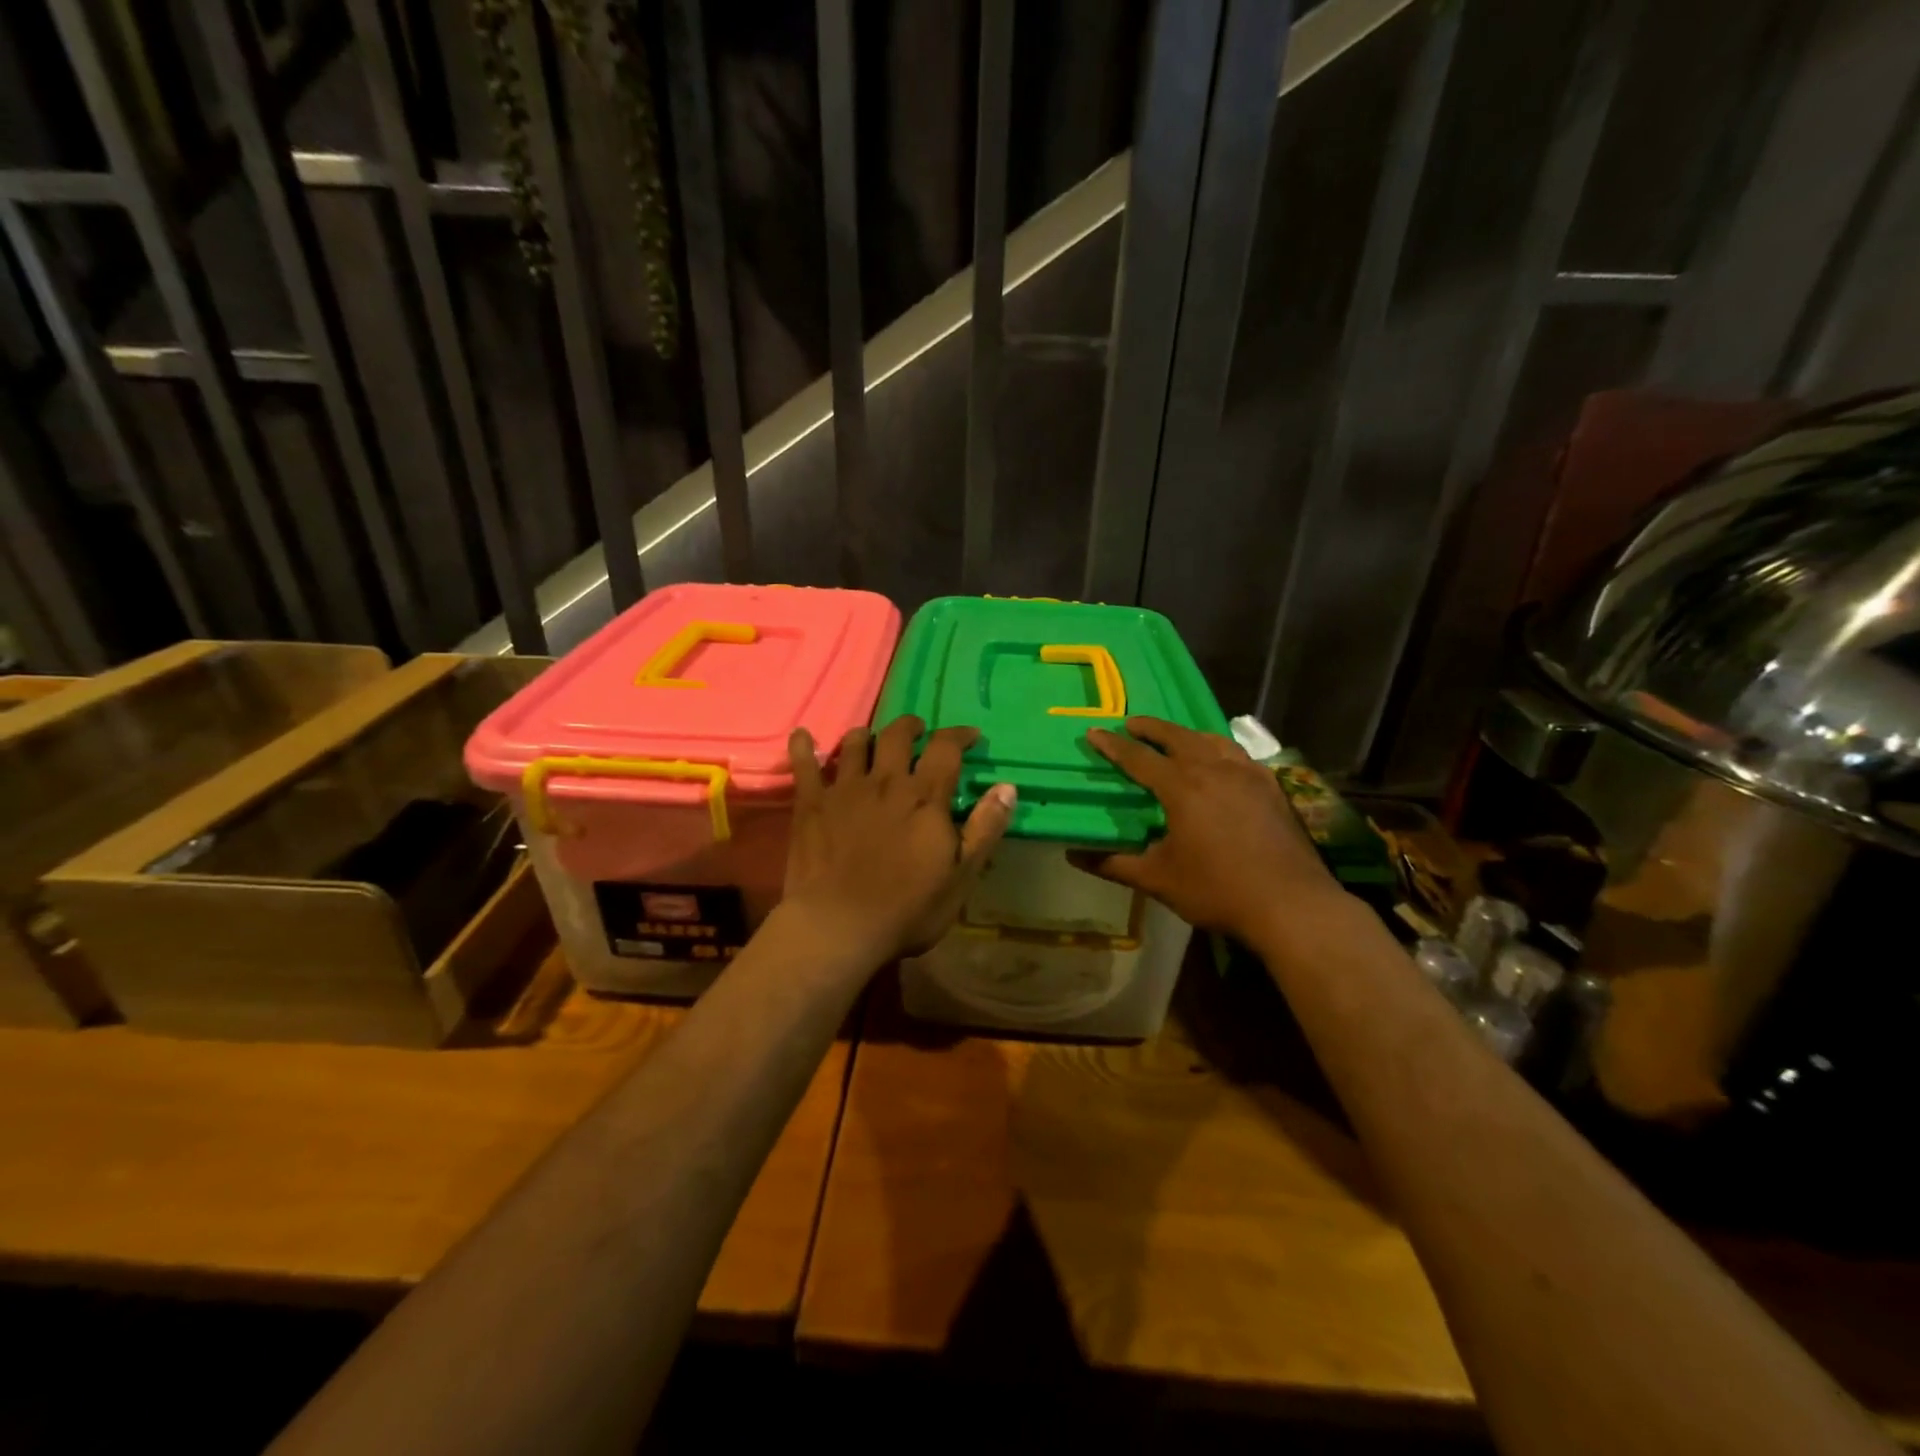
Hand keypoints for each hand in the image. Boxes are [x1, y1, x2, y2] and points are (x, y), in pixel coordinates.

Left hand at [782, 716, 1015, 967]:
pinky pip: (804, 765)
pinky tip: (802, 736)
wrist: (838, 926)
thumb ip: (984, 829)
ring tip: (871, 739)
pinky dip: (803, 746)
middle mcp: (886, 782)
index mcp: (924, 797)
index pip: (945, 748)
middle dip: (911, 726)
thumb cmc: (907, 909)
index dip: (959, 735)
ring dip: (867, 735)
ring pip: (855, 743)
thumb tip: (1007, 787)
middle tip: (918, 731)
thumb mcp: (961, 876)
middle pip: (898, 736)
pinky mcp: (811, 805)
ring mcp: (844, 790)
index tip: (970, 735)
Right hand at [1081, 717, 1335, 942]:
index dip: (1113, 745)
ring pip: (1211, 740)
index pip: (1138, 758)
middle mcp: (1214, 769)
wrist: (1291, 904)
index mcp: (1182, 787)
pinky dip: (1220, 749)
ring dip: (1187, 734)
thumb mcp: (1158, 880)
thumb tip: (1074, 855)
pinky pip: (1239, 754)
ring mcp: (1247, 775)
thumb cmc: (1217, 890)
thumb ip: (1114, 864)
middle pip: (1177, 736)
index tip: (1094, 732)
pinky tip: (1221, 762)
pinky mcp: (1271, 787)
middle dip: (1151, 727)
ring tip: (1175, 737)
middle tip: (1132, 723)